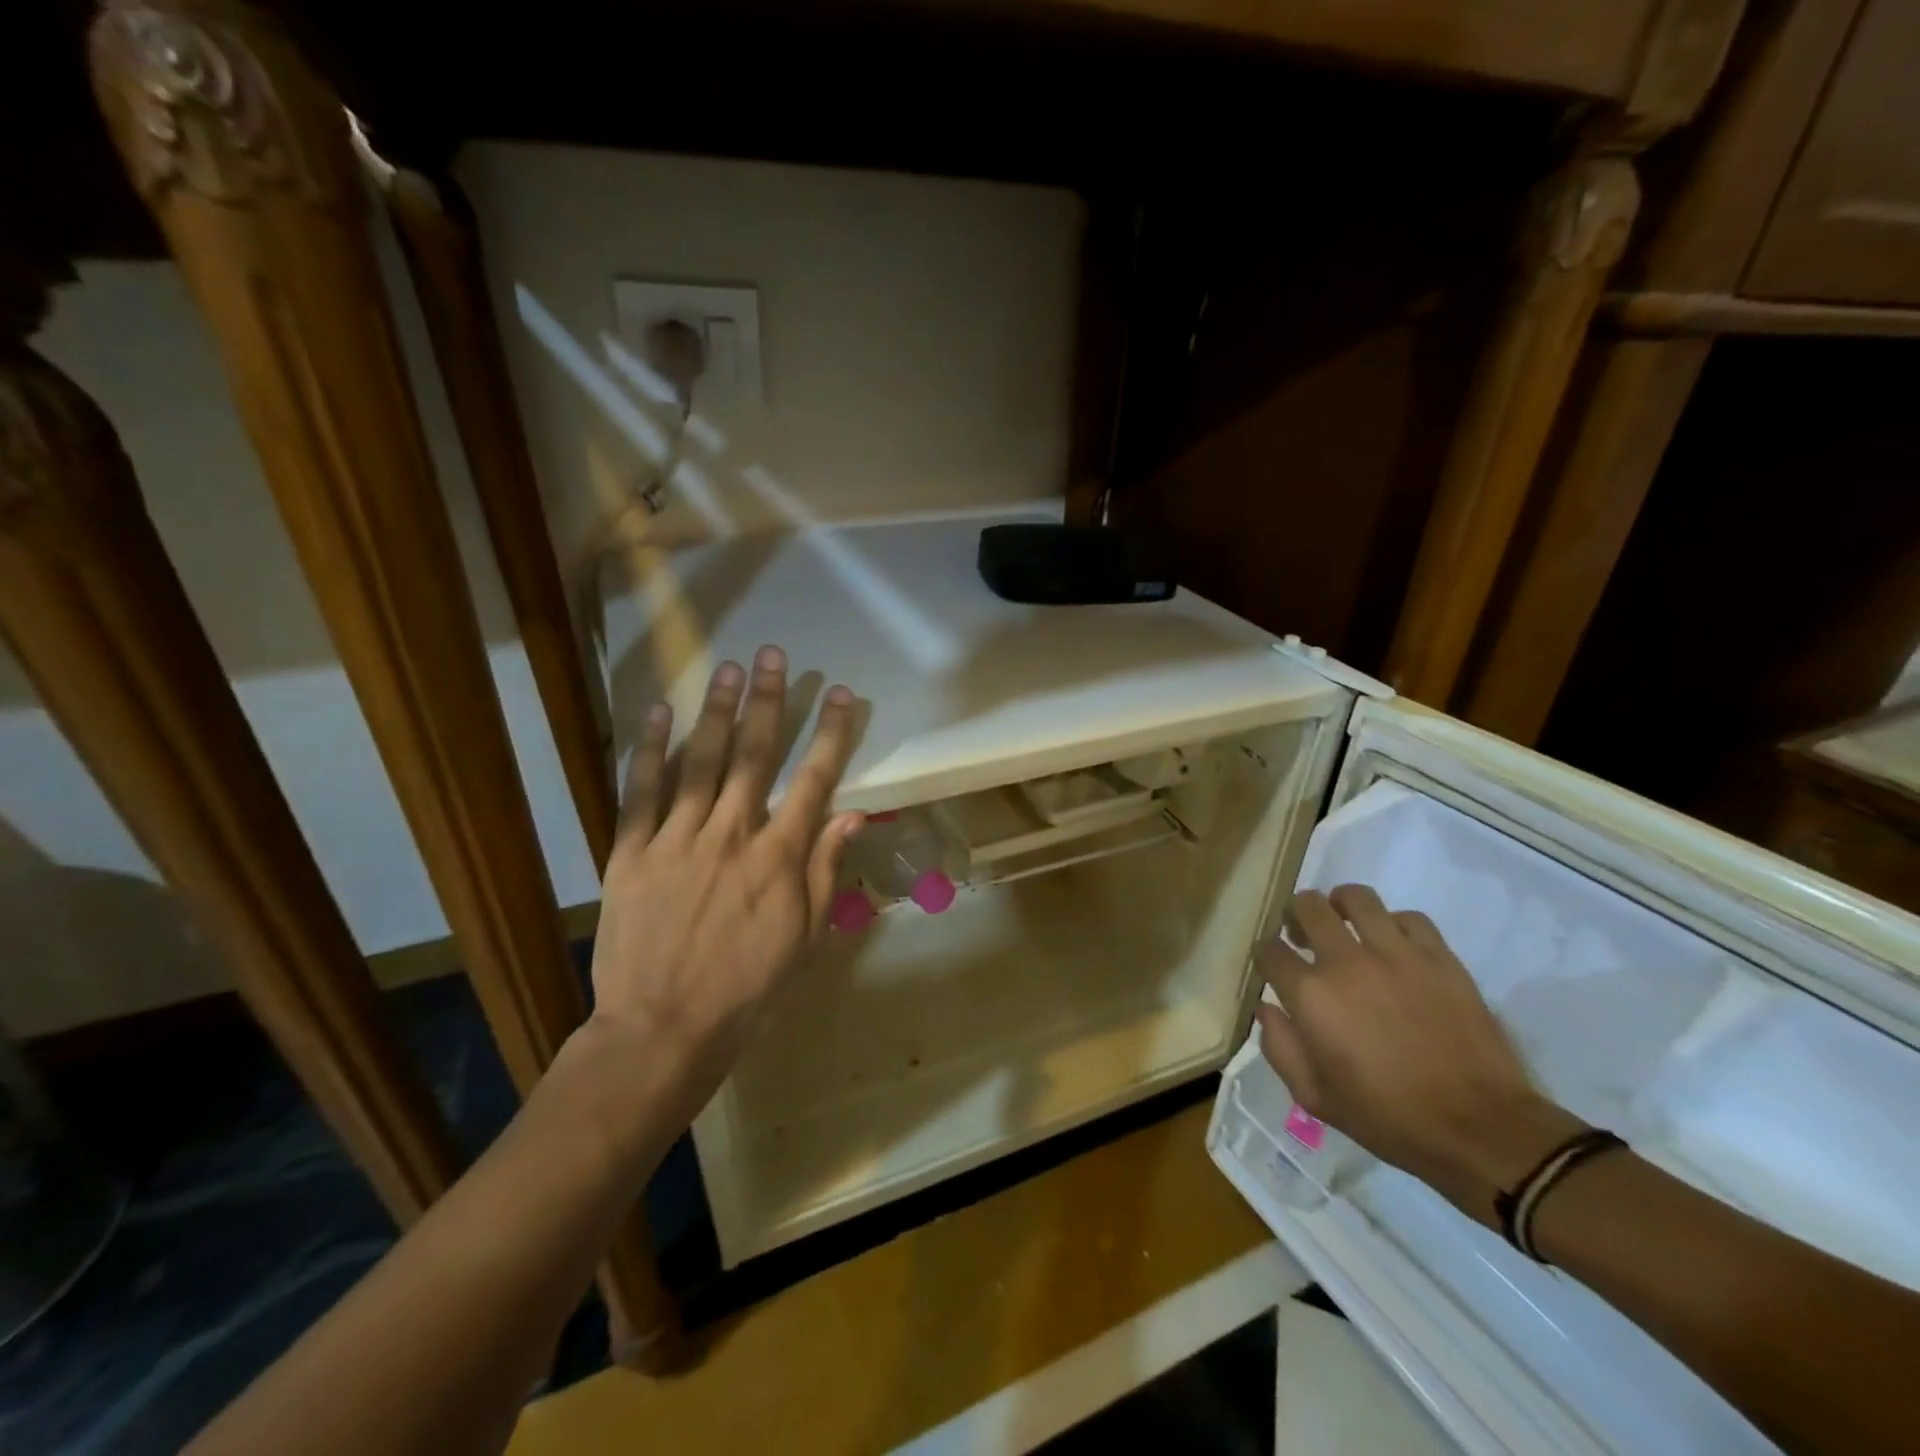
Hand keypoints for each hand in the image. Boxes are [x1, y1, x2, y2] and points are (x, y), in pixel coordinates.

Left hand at [584, 646, 863, 1114]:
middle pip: (755, 756)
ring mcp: (677, 840)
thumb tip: (851, 814)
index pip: (814, 780)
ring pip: (701, 763)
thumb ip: (826, 871)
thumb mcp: (806, 938)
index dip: (832, 733)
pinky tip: (658, 714)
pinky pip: (640, 793)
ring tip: (729, 670)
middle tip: (774, 656)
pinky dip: (649, 751)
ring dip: (718, 713)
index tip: (842, 695)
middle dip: (770, 702)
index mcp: (779, 857)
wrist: (663, 1028)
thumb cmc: (748, 989)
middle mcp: (732, 834)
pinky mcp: (631, 853)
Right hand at [1255, 885, 1582, 1225]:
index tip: (1274, 967)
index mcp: (1311, 995)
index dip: (1266, 955)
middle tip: (1304, 936)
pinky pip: (1409, 918)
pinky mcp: (1439, 957)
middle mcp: (1346, 961)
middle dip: (1296, 916)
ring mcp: (1396, 954)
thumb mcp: (1314, 1096)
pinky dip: (1395, 924)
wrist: (1480, 1129)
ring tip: (1345, 925)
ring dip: (1341, 906)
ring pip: (1356, 898)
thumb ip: (1280, 1047)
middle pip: (1307, 906)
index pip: (1269, 950)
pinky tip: (1395, 946)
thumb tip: (1266, 1008)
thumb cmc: (1388, 1118)